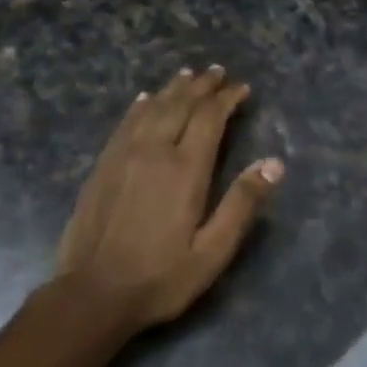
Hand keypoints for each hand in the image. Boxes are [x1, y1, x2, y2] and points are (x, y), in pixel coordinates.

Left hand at [55, 66, 283, 332]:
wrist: (92, 294)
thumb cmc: (160, 278)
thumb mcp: (212, 252)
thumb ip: (242, 204)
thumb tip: (275, 163)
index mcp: (185, 170)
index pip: (209, 118)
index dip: (227, 98)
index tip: (241, 88)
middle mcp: (154, 151)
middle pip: (180, 105)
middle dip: (202, 86)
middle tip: (217, 72)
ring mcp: (123, 155)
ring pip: (152, 108)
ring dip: (172, 89)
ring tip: (188, 75)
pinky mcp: (103, 166)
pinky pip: (125, 123)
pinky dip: (140, 106)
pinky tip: (145, 99)